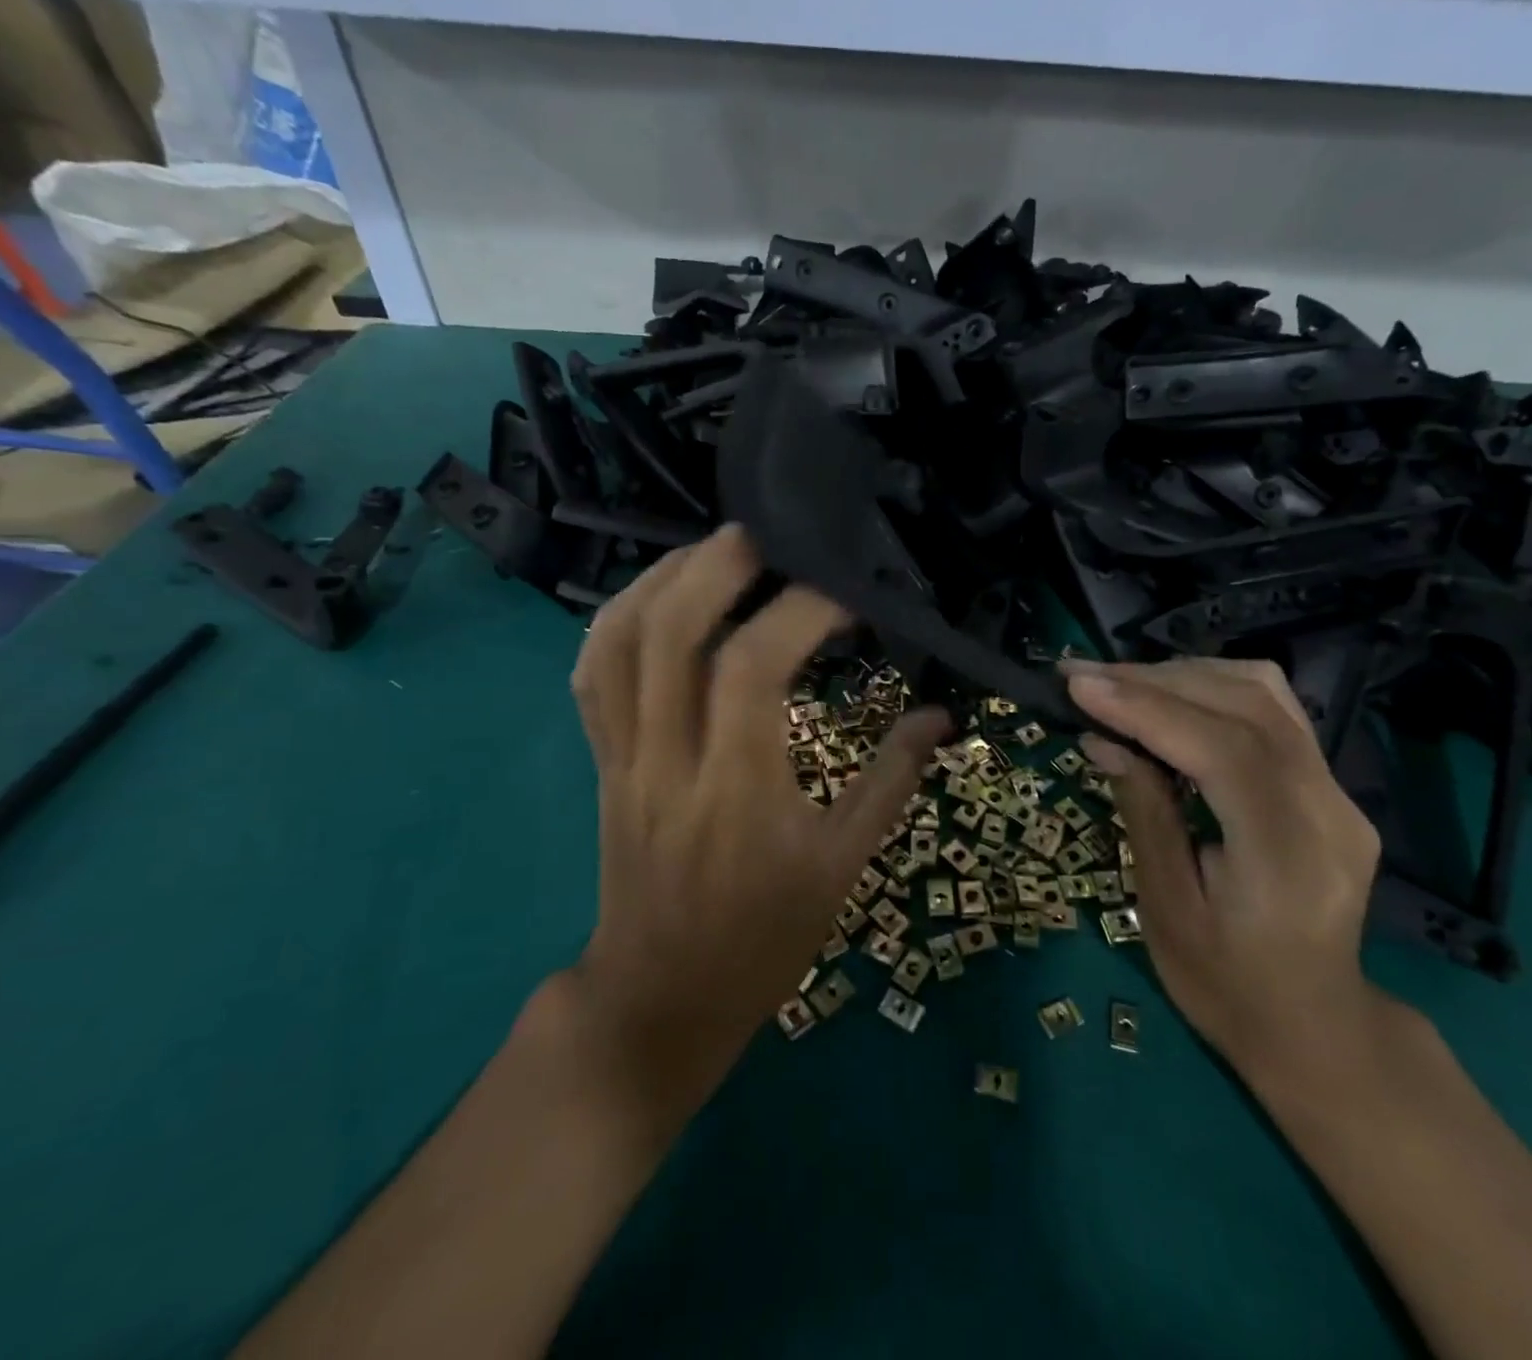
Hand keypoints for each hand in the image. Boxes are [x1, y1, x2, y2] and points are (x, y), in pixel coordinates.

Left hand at [560, 525, 947, 1120]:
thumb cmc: (764, 937)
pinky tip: (656, 596)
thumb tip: (940, 715)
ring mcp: (623, 759)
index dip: (799, 612)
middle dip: (713, 567)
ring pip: (616, 645)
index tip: (845, 596)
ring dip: (660, 580)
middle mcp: (669, 762)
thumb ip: (891, 782)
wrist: (661, 996)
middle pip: (668, 635)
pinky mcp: (602, 762)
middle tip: (763, 535)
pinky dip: (616, 621)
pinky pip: (591, 676)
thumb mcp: (843, 867)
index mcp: (738, 792)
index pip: (753, 669)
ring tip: (711, 550)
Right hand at [1065, 658, 1386, 1076]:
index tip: (1078, 685)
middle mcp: (1328, 809)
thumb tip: (1103, 739)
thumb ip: (1143, 814)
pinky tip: (1165, 697)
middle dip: (1153, 680)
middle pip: (1245, 707)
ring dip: (1181, 676)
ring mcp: (1338, 791)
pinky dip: (1211, 689)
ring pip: (1263, 694)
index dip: (1146, 708)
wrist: (1314, 1025)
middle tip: (1080, 675)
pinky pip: (1271, 710)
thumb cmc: (1226, 984)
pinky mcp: (1330, 784)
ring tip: (1115, 683)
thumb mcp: (1166, 911)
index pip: (1223, 750)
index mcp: (1288, 856)